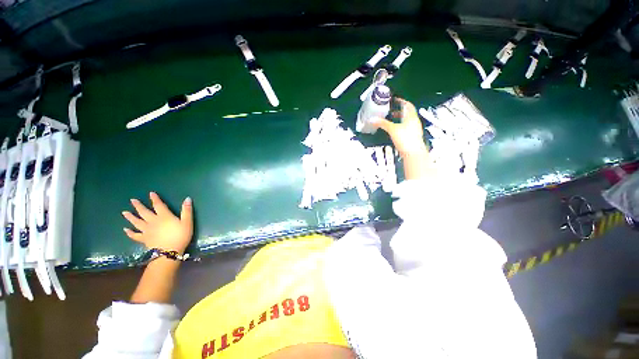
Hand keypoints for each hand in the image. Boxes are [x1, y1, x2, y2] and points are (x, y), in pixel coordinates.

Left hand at [122, 192, 192, 253]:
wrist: (169, 252)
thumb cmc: (181, 236)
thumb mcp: (187, 222)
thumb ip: (187, 210)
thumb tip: (187, 198)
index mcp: (164, 216)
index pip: (158, 205)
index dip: (155, 199)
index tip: (151, 193)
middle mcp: (153, 221)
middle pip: (144, 212)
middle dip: (138, 206)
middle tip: (132, 200)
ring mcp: (147, 230)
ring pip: (137, 222)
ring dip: (130, 217)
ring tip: (124, 212)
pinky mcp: (144, 239)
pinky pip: (134, 235)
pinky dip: (129, 232)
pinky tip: (125, 230)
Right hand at [372, 98, 427, 156]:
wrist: (413, 153)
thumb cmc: (407, 140)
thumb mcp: (392, 129)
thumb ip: (382, 123)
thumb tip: (374, 120)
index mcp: (411, 117)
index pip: (407, 105)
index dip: (401, 101)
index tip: (396, 99)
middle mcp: (414, 122)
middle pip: (407, 113)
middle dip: (399, 110)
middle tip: (392, 110)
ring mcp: (414, 130)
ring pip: (406, 121)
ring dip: (399, 119)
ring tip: (392, 119)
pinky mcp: (411, 137)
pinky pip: (405, 129)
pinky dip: (399, 127)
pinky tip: (394, 130)